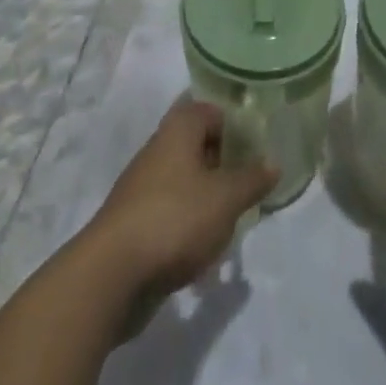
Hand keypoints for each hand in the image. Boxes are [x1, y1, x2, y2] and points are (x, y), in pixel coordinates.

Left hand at [82, 100, 277, 300]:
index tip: (261, 147)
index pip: (212, 110)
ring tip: (236, 219)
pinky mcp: (138, 219)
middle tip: (254, 184)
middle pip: (199, 144)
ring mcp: (145, 184)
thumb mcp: (225, 199)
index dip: (237, 125)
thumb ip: (252, 179)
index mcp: (179, 129)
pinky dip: (192, 223)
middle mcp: (159, 148)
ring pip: (188, 180)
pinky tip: (208, 248)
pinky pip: (174, 210)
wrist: (112, 274)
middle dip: (227, 163)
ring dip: (211, 197)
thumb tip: (273, 162)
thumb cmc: (175, 219)